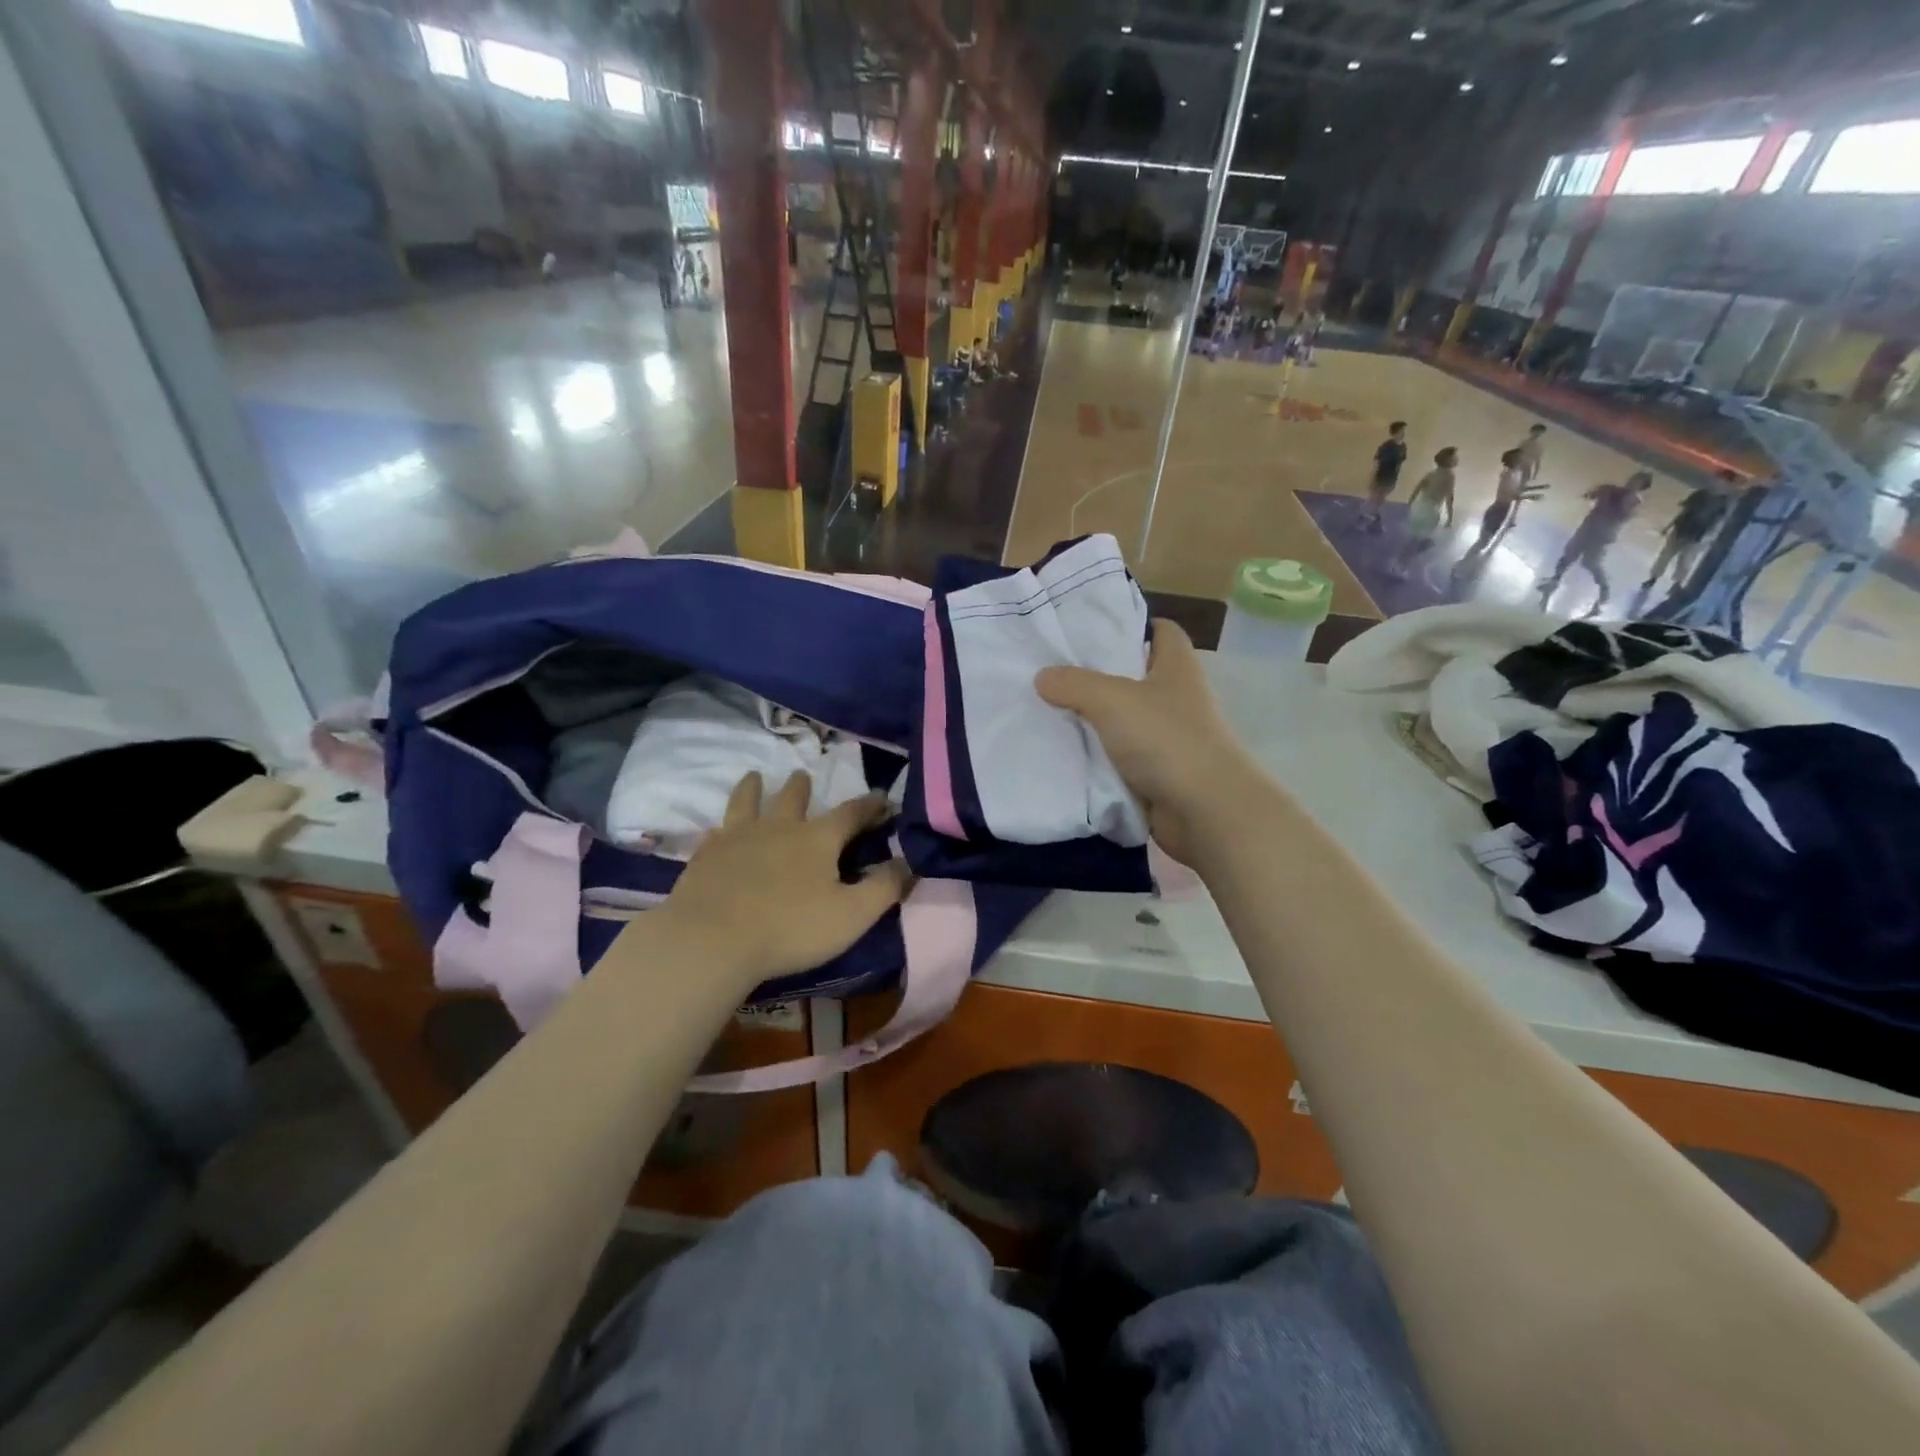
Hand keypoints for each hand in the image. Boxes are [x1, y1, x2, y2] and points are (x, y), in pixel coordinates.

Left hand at [654, 773, 909, 987]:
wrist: (711, 940)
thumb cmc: (790, 929)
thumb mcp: (852, 914)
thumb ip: (885, 886)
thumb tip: (909, 860)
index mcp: (818, 838)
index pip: (851, 812)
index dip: (870, 804)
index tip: (883, 798)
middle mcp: (779, 827)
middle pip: (793, 798)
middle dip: (803, 787)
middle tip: (804, 776)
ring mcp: (737, 837)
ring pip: (747, 802)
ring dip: (754, 788)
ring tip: (756, 777)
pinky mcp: (706, 855)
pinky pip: (716, 831)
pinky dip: (722, 826)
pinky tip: (718, 829)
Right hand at [1035, 620, 1264, 865]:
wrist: (1204, 812)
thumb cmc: (1166, 740)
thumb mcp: (1111, 701)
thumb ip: (1073, 684)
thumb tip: (1042, 677)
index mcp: (1177, 667)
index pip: (1161, 631)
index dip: (1131, 626)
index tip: (1091, 632)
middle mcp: (1177, 698)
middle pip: (1135, 676)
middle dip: (1097, 676)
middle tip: (1054, 672)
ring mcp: (1169, 738)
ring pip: (1123, 720)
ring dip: (1093, 721)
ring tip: (1048, 712)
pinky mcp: (1158, 773)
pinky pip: (1120, 758)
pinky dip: (1098, 757)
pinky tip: (1064, 754)